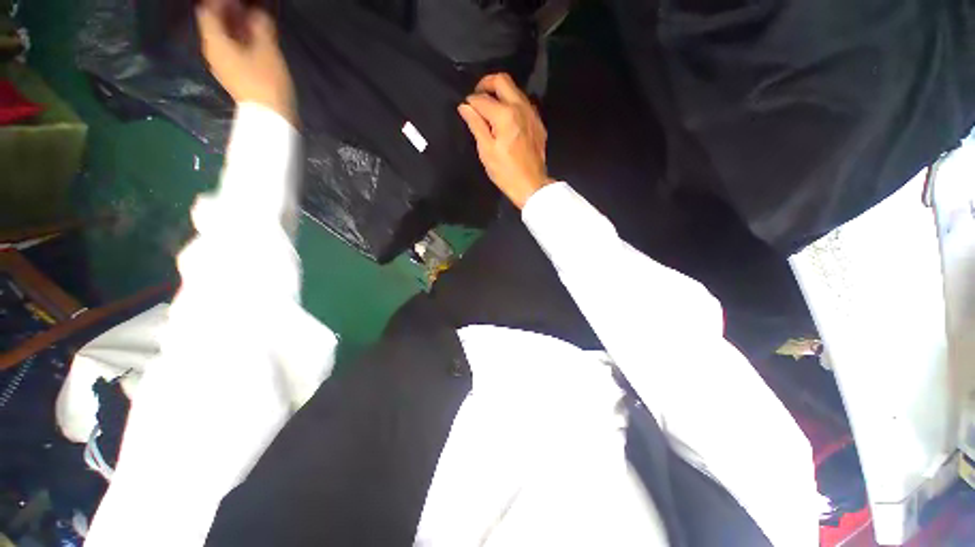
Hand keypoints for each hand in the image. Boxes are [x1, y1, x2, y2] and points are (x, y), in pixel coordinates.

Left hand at [197, 1, 295, 124]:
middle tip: (247, 5)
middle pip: (215, 23)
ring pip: (224, 37)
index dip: (221, 1)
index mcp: (214, 42)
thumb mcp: (267, 50)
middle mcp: (213, 51)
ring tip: (253, 19)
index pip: (208, 9)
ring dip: (236, 26)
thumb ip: (260, 25)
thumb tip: (257, 11)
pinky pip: (232, 50)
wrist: (271, 119)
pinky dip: (240, 40)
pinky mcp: (234, 76)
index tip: (238, 0)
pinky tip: (254, 39)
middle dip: (229, 11)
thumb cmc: (267, 83)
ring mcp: (223, 66)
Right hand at [458, 74, 552, 208]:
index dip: (470, 102)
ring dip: (501, 93)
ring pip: (515, 90)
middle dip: (486, 84)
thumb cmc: (505, 172)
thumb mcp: (486, 150)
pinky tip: (506, 119)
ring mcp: (532, 114)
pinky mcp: (538, 123)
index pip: (482, 98)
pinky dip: (512, 105)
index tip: (465, 109)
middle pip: (502, 80)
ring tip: (491, 109)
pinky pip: (524, 104)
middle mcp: (521, 107)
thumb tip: (464, 106)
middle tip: (477, 97)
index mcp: (505, 114)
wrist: (531, 185)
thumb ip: (476, 125)